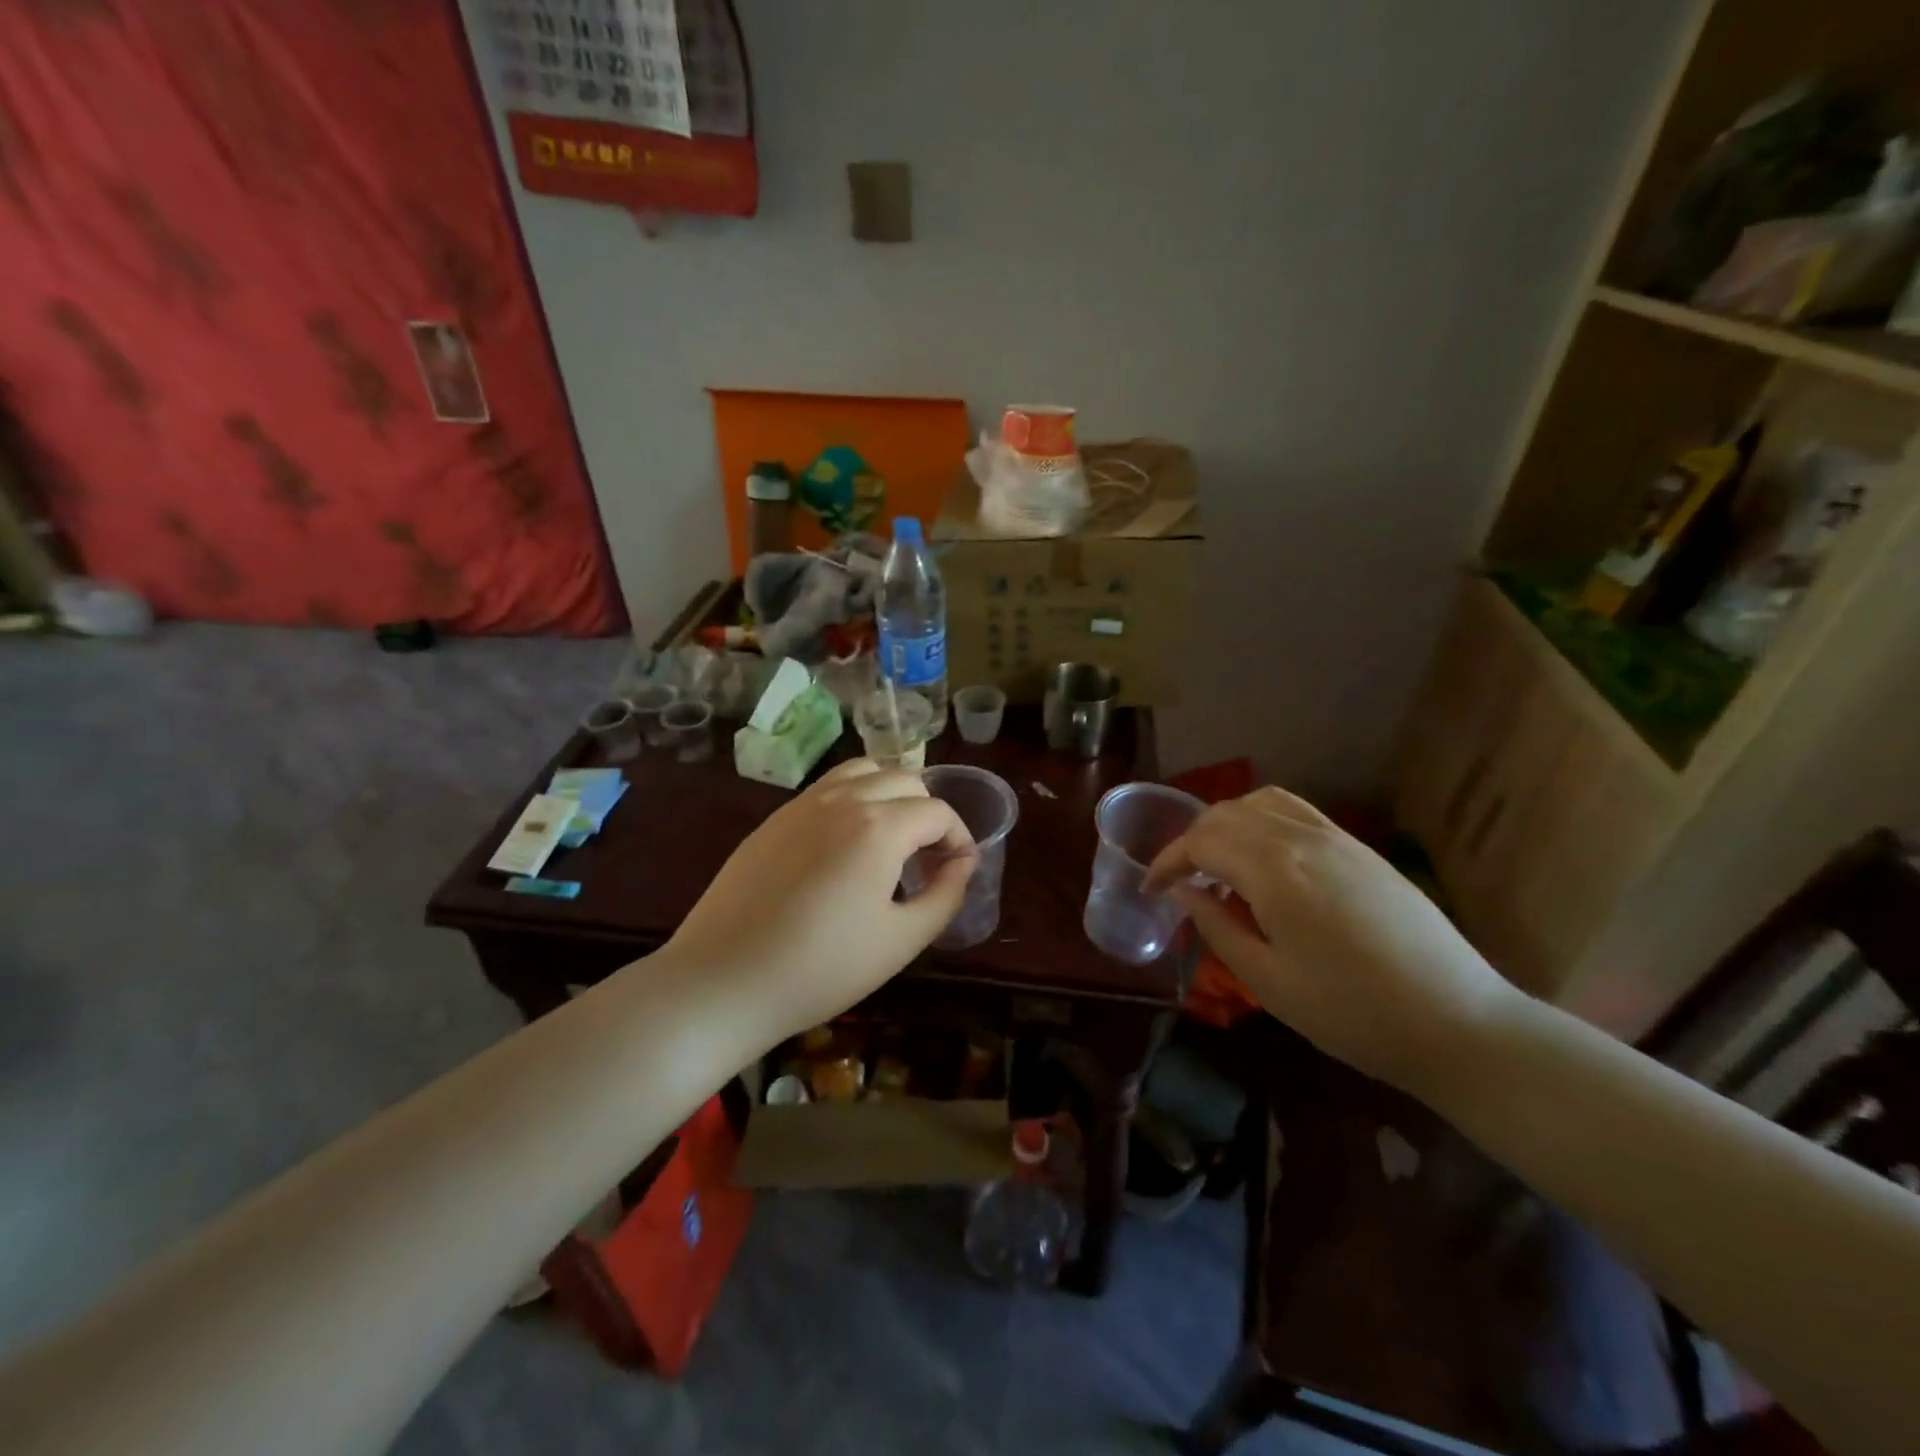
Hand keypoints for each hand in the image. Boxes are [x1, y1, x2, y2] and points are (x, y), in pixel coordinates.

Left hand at [662, 758, 975, 1044]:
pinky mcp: (774, 818)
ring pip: (863, 771)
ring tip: (890, 840)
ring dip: (890, 794)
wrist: (722, 981)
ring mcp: (803, 804)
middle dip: (928, 813)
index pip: (938, 812)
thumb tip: (962, 864)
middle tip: (927, 861)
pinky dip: (853, 799)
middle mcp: (843, 799)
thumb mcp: (901, 941)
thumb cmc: (822, 968)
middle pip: (905, 780)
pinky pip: (827, 788)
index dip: (960, 839)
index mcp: (880, 826)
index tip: (958, 871)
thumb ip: (945, 896)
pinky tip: (845, 846)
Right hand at [1144, 786, 1521, 1095]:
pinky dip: (1262, 820)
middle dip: (1191, 842)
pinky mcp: (1361, 849)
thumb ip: (1216, 927)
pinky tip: (1265, 859)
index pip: (1200, 843)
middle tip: (1178, 881)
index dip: (1166, 862)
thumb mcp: (1268, 980)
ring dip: (1226, 824)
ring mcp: (1336, 838)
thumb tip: (1184, 893)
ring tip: (1217, 863)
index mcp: (1272, 869)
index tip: (1150, 889)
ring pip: (1261, 803)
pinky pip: (1296, 812)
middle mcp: (1300, 837)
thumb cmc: (1352, 1012)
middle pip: (1226, 815)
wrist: (1458, 1022)